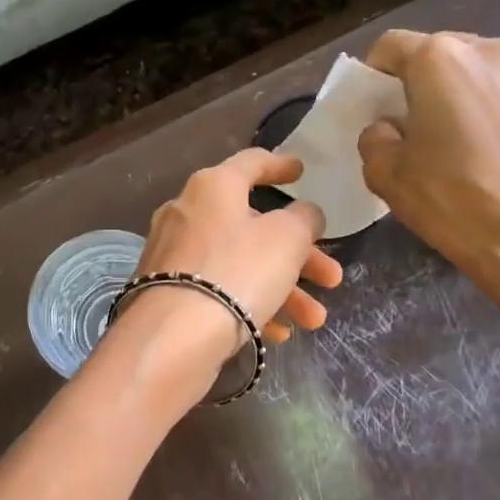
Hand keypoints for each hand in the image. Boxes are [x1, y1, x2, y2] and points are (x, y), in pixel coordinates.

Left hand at [123, 149, 342, 364]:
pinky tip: (278, 333)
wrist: (173, 336)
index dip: (280, 165)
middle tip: (331, 277)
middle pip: (253, 226)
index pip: (251, 163)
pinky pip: (219, 291)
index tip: (301, 171)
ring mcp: (174, 256)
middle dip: (299, 255)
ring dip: (284, 289)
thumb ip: (303, 219)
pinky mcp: (168, 294)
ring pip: (240, 264)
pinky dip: (250, 305)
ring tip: (314, 320)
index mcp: (212, 187)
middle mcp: (187, 214)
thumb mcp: (287, 238)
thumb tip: (302, 215)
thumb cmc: (237, 271)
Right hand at [357, 31, 499, 316]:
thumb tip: (388, 129)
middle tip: (413, 125)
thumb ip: (375, 139)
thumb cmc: (452, 201)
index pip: (391, 46)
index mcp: (440, 61)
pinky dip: (496, 116)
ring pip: (480, 75)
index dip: (374, 74)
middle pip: (440, 55)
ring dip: (461, 98)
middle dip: (421, 83)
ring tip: (457, 142)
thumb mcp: (387, 175)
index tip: (373, 105)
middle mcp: (490, 53)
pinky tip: (494, 158)